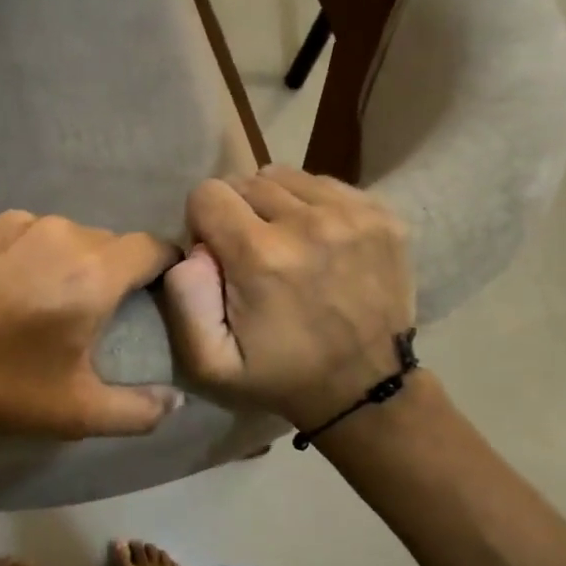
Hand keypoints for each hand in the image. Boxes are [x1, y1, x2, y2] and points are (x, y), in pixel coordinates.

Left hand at [0, 211, 182, 440]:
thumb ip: (138, 410)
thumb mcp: (75, 411)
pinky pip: (28, 235)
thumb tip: (176, 403)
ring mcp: (16, 223)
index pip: (153, 247)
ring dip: (71, 264)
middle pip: (110, 244)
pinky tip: (8, 290)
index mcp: (92, 272)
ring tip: (47, 303)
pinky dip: (33, 256)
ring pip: (67, 237)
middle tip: (96, 314)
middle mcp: (60, 233)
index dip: (164, 268)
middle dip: (114, 273)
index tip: (155, 296)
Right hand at [162, 167, 413, 429]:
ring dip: (274, 205)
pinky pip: (324, 184)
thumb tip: (193, 248)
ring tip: (284, 245)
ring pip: (285, 177)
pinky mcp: (381, 214)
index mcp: (260, 255)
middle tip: (251, 255)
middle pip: (246, 181)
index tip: (218, 257)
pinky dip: (311, 206)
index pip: (207, 194)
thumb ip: (184, 301)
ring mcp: (351, 214)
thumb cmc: (280, 376)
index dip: (203, 223)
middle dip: (237, 213)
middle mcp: (308, 222)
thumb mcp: (211, 362)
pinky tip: (317, 242)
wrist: (367, 387)